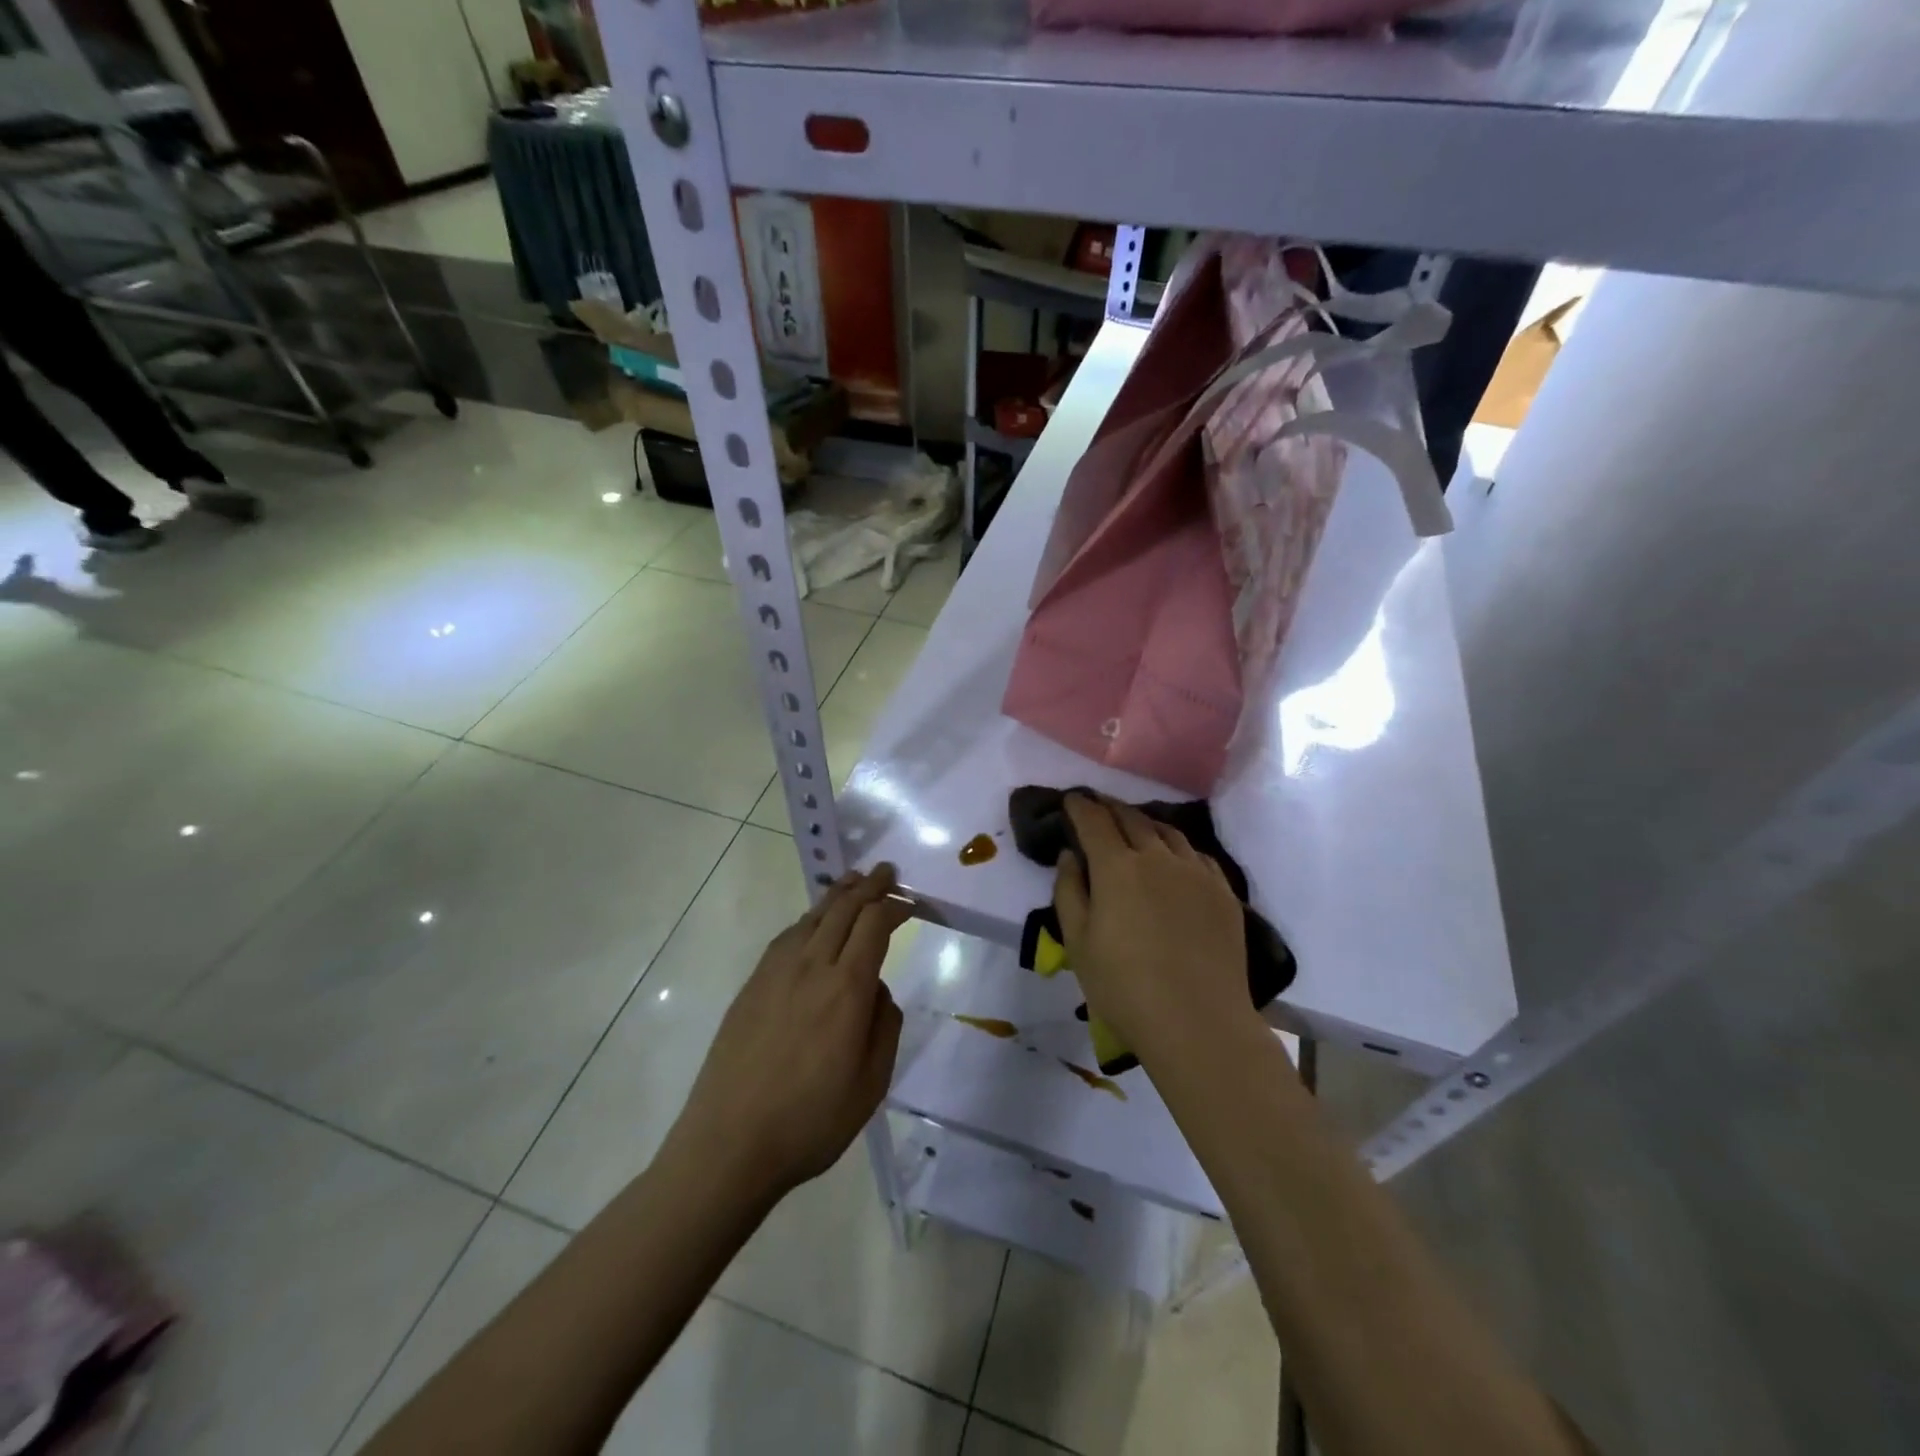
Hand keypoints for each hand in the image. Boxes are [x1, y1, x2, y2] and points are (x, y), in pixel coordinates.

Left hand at [671, 865, 911, 1200]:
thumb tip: (877, 990)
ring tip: (853, 881)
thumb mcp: (871, 1085)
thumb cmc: (810, 1122)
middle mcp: (811, 968)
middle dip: (869, 886)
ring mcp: (776, 973)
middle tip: (886, 871)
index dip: (894, 906)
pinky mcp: (752, 986)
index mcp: (846, 990)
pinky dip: (808, 919)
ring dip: (837, 894)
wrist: (728, 1144)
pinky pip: (787, 937)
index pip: (874, 926)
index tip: (910, 901)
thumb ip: (884, 1027)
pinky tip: (813, 922)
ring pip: (812, 917)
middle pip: (843, 910)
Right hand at [1053, 794, 1252, 1066]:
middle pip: (1132, 819)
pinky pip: (1197, 854)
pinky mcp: (1223, 892)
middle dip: (1110, 808)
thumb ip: (1069, 891)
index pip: (1094, 821)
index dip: (1080, 806)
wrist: (1198, 1022)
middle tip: (1098, 805)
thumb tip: (1070, 855)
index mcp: (1117, 867)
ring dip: (1145, 822)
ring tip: (1134, 824)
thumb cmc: (1124, 987)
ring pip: (1168, 832)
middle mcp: (1158, 857)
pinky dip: (1177, 846)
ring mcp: (1196, 872)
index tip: (1071, 800)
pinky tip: (1175, 856)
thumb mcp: (1078, 943)